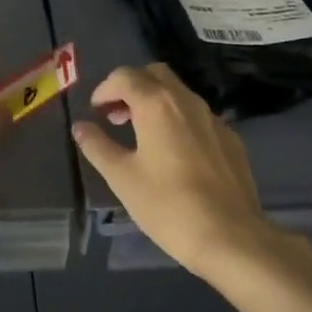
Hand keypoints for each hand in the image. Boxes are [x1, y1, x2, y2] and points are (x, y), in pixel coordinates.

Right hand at [71, 63, 279, 275]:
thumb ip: (97, 146)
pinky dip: (178, 120)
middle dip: (131, 87)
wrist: (230, 236)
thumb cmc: (167, 205)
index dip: (104, 89)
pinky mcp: (231, 139)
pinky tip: (174, 154)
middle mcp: (186, 101)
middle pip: (155, 74)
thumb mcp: (122, 177)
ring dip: (155, 102)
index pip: (124, 76)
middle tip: (117, 117)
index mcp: (156, 104)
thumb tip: (80, 126)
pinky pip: (198, 116)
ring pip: (179, 93)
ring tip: (141, 136)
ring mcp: (213, 119)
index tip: (96, 112)